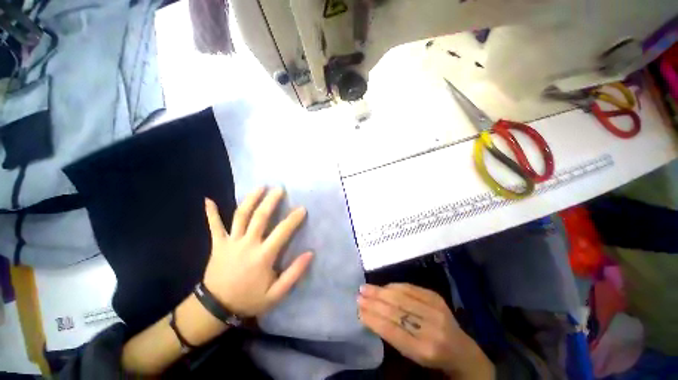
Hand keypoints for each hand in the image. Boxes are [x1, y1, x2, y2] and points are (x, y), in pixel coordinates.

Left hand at [202, 187, 312, 317]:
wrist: (216, 309)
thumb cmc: (249, 300)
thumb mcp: (276, 293)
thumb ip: (294, 273)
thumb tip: (310, 253)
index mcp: (263, 256)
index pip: (282, 232)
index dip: (293, 219)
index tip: (302, 208)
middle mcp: (247, 244)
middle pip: (260, 217)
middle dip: (271, 201)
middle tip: (279, 188)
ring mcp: (230, 242)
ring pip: (240, 215)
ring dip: (250, 199)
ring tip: (260, 186)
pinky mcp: (217, 244)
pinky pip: (214, 226)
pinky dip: (211, 213)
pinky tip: (208, 199)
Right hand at [358, 283, 493, 378]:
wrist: (462, 350)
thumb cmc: (432, 357)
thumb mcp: (412, 355)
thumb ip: (393, 336)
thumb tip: (369, 315)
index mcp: (424, 350)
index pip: (392, 330)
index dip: (373, 318)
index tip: (358, 309)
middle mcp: (431, 329)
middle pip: (396, 311)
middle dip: (374, 301)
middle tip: (358, 295)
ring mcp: (436, 310)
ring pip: (401, 297)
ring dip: (380, 291)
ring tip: (366, 288)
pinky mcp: (436, 298)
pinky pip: (411, 288)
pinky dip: (394, 286)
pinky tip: (384, 286)